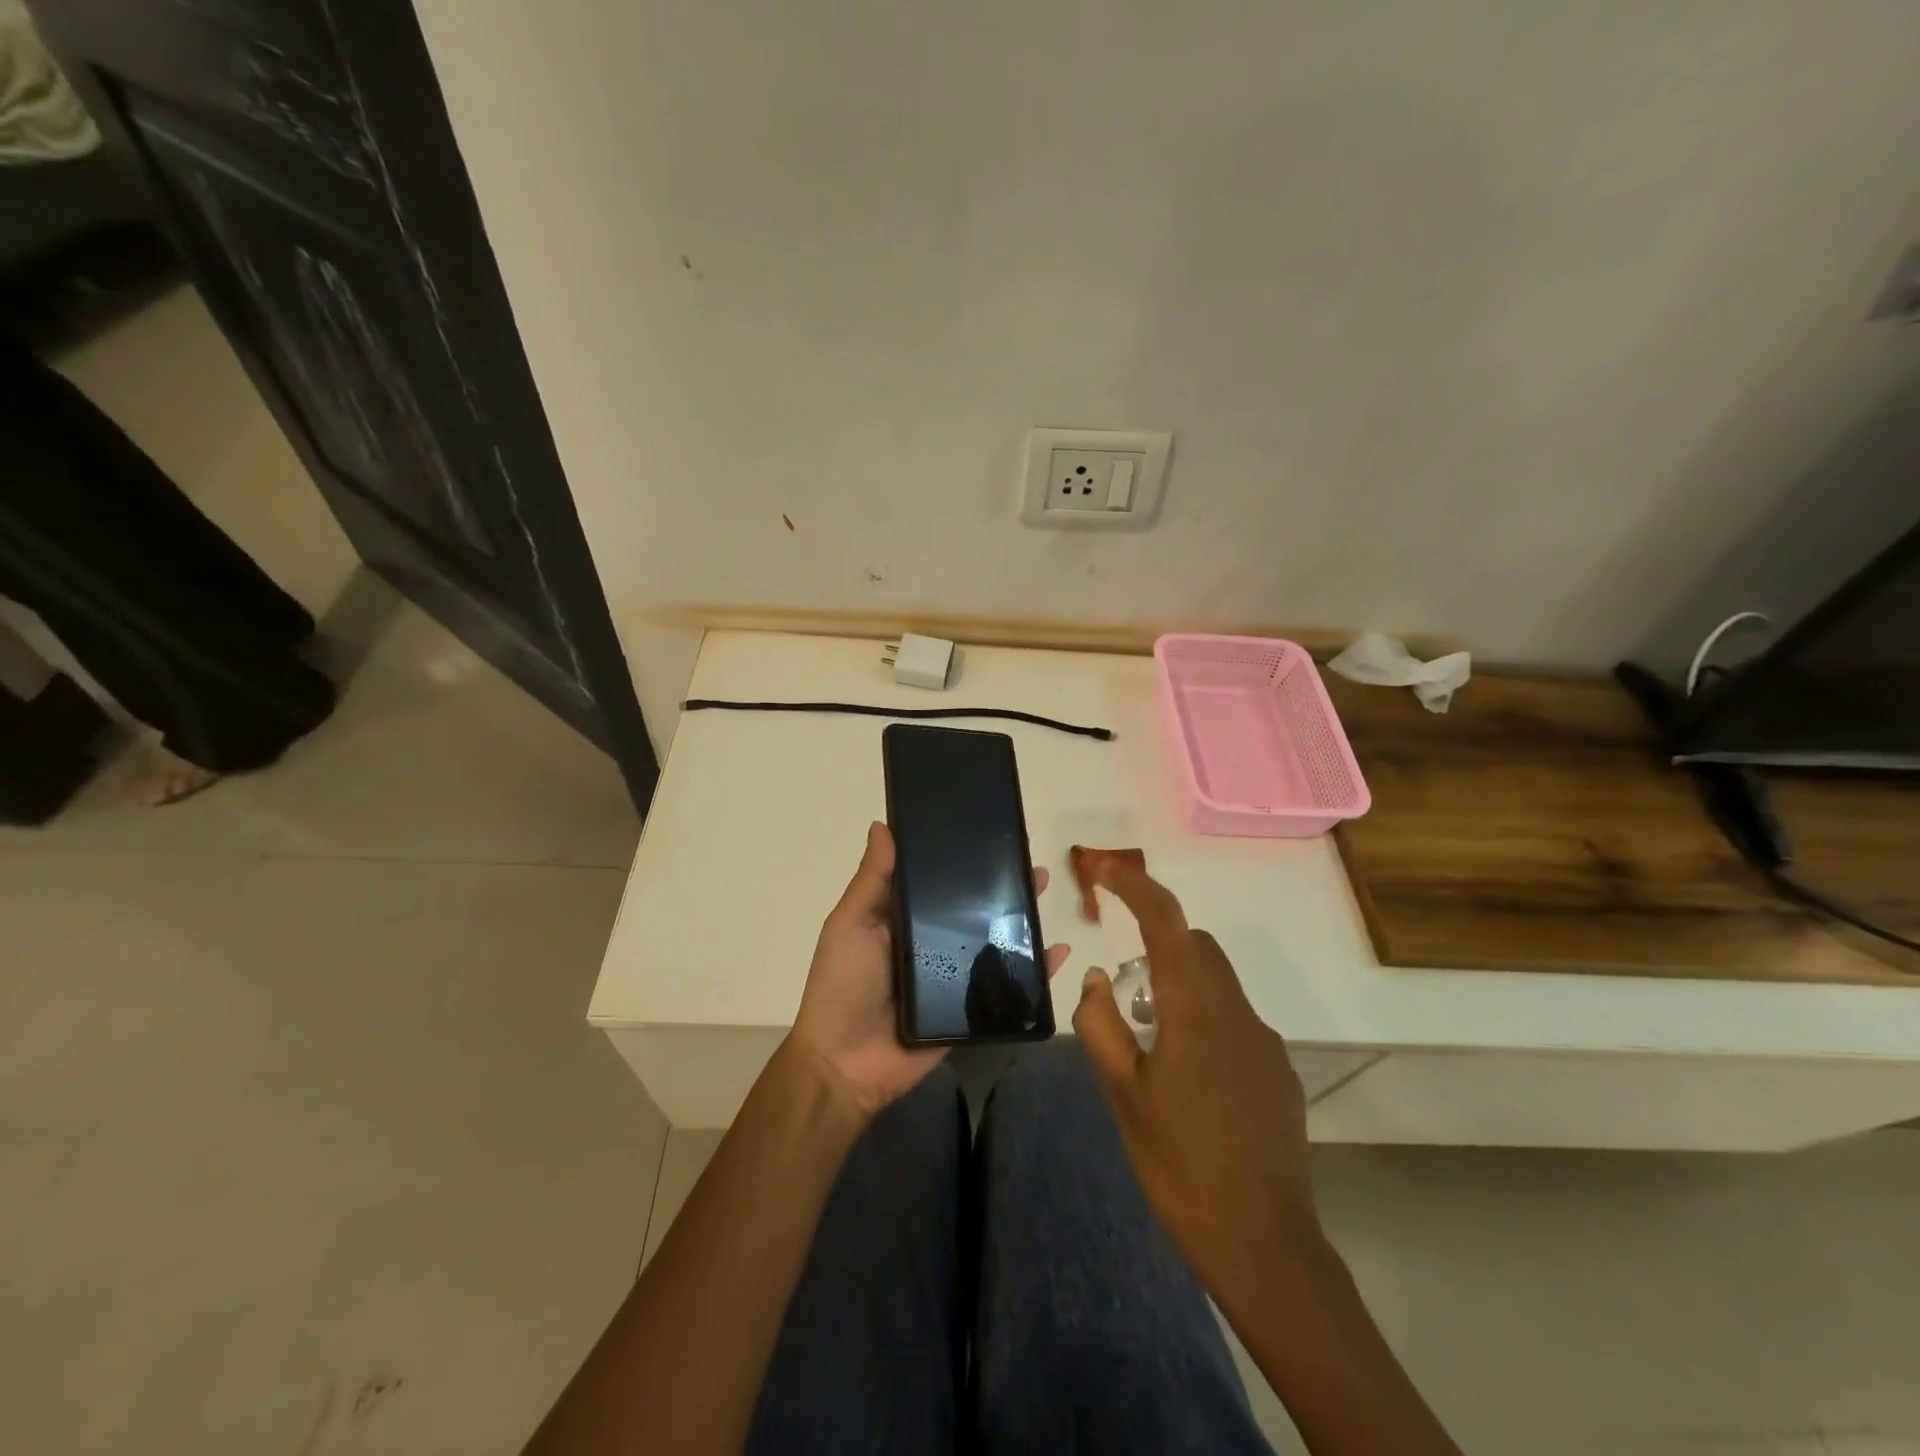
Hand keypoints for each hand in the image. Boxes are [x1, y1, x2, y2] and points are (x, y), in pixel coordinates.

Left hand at [790, 821, 1068, 1120]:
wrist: (846, 1065)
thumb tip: (882, 825)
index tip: (987, 835)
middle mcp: (931, 942)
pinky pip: (1008, 986)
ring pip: (994, 941)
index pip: (937, 881)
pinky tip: (1058, 951)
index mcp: (902, 919)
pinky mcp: (970, 1009)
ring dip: (1020, 918)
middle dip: (1000, 886)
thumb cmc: (842, 986)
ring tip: (1044, 892)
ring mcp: (953, 977)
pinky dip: (1035, 970)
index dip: (960, 860)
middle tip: (1029, 862)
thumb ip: (872, 881)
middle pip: (972, 909)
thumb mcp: (850, 925)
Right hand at [1072, 858, 1323, 1288]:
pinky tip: (1187, 1077)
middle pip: (1196, 945)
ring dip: (1178, 984)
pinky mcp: (1278, 1072)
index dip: (1134, 885)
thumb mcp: (1123, 1095)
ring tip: (1147, 1038)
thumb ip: (1100, 1026)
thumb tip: (1094, 978)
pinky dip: (1203, 1020)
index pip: (1165, 921)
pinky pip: (1234, 1021)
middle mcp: (1236, 1011)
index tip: (1103, 869)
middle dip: (1156, 940)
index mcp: (1195, 1007)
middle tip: (1120, 980)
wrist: (1265, 1243)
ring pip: (1216, 983)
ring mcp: (1264, 1041)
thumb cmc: (1181, 1164)